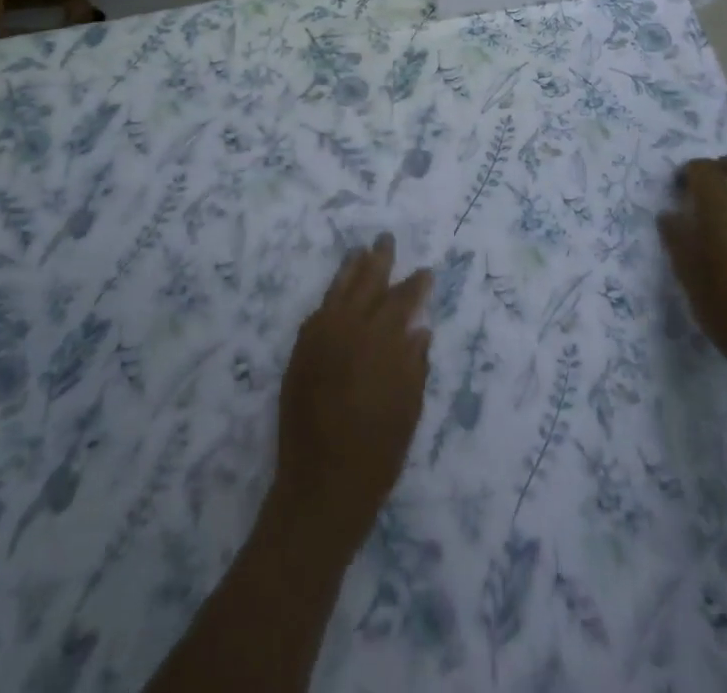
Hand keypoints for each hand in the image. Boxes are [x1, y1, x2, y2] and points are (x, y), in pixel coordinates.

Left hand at [272, 234, 431, 557]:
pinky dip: (329, 299)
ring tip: (360, 251)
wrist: (320, 488)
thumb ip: (414, 366)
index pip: (400, 303)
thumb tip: (420, 330)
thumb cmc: (375, 456)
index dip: (415, 286)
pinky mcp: (299, 355)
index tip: (426, 271)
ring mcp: (318, 341)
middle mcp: (346, 332)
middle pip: (365, 285)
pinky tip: (336, 293)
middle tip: (386, 239)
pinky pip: (317, 314)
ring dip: (350, 270)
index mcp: (378, 345)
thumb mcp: (407, 412)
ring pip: (336, 292)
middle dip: (378, 261)